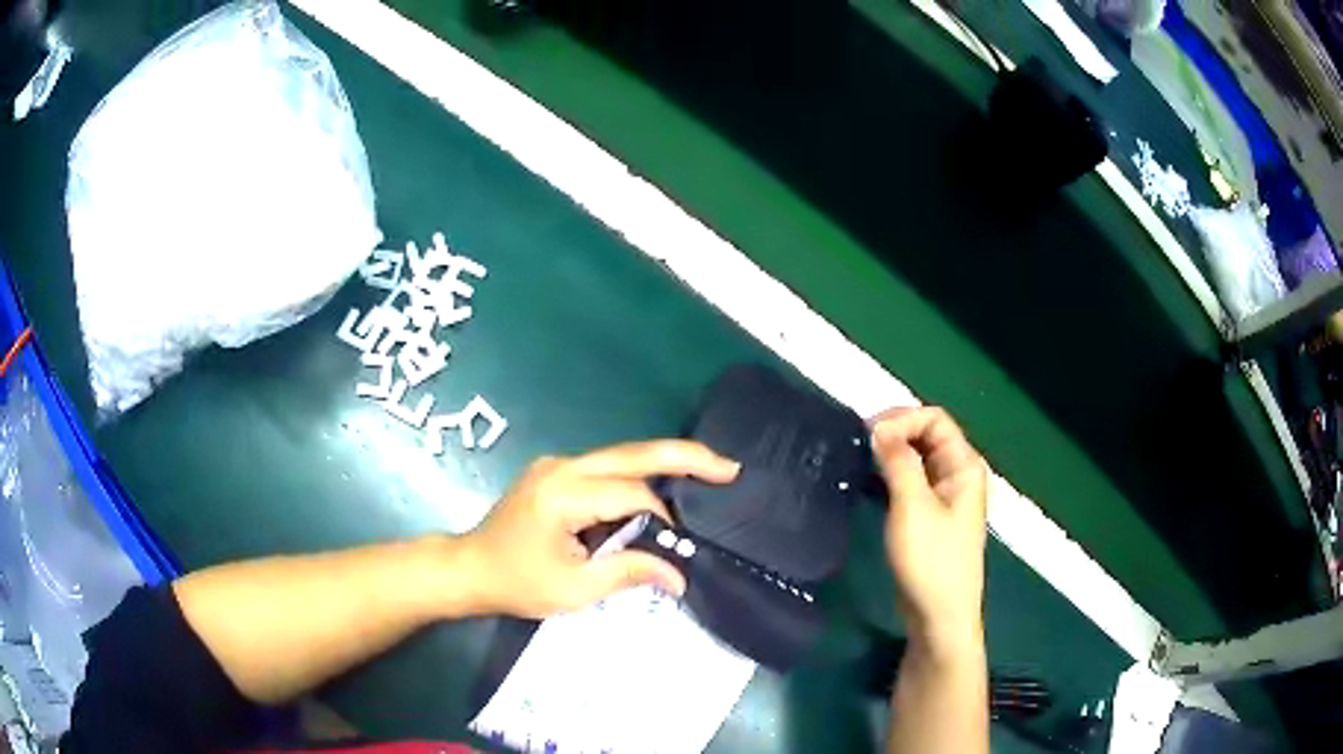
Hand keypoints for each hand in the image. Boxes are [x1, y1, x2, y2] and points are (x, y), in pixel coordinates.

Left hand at [458, 440, 739, 618]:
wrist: (469, 568)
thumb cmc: (517, 583)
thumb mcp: (573, 589)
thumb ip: (628, 573)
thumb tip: (680, 576)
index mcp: (562, 493)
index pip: (630, 494)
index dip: (660, 518)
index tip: (673, 547)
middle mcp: (562, 466)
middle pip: (633, 452)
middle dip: (685, 456)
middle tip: (729, 467)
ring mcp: (557, 464)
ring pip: (622, 455)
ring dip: (664, 463)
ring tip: (707, 472)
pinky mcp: (556, 472)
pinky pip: (606, 467)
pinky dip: (638, 475)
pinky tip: (662, 486)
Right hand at [870, 407, 987, 653]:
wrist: (939, 616)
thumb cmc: (931, 561)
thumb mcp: (912, 507)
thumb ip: (898, 461)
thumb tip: (879, 427)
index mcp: (964, 466)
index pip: (935, 419)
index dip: (903, 418)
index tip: (868, 435)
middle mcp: (959, 474)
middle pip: (928, 434)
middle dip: (895, 432)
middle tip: (859, 445)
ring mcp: (946, 496)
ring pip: (919, 459)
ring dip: (892, 454)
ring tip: (860, 461)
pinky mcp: (931, 516)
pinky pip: (913, 481)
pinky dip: (892, 475)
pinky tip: (871, 483)